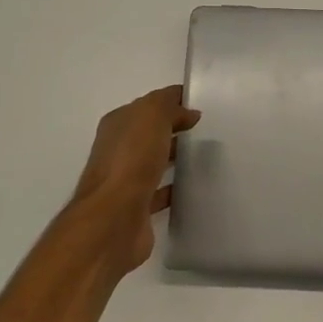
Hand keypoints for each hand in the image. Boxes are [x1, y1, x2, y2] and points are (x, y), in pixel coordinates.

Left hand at [71, 85, 200, 273]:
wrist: (114, 219)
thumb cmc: (131, 161)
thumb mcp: (151, 117)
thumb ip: (168, 107)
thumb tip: (187, 112)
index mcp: (117, 125)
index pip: (147, 106)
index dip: (172, 102)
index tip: (200, 105)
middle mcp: (117, 151)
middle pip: (150, 135)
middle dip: (174, 130)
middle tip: (208, 130)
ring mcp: (125, 181)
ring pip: (154, 163)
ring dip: (175, 158)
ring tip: (205, 156)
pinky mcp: (137, 208)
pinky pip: (160, 192)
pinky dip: (174, 188)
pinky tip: (194, 188)